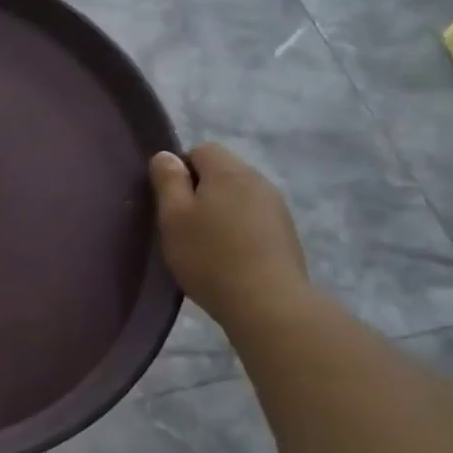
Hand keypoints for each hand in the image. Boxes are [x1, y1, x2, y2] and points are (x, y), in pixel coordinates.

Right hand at [149, 143, 310, 330]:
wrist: (267, 302)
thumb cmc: (209, 256)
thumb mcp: (173, 217)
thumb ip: (167, 181)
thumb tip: (166, 156)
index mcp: (228, 171)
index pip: (200, 150)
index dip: (179, 170)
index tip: (169, 202)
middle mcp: (257, 180)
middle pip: (221, 172)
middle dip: (199, 191)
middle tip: (182, 225)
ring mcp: (276, 207)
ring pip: (238, 196)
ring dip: (219, 211)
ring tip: (205, 244)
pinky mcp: (286, 232)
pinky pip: (253, 218)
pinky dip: (238, 229)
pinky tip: (229, 256)